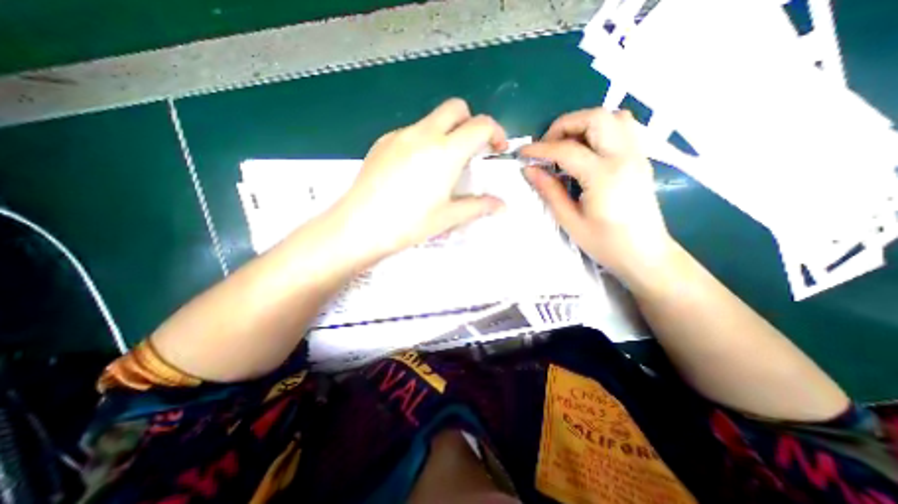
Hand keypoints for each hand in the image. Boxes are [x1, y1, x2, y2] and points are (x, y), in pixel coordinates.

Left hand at [332, 99, 506, 260]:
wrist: (359, 226)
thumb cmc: (409, 223)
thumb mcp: (448, 217)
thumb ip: (478, 206)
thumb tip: (501, 206)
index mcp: (445, 151)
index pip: (481, 125)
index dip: (496, 133)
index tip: (496, 150)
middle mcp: (424, 134)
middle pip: (456, 108)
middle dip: (470, 123)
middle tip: (470, 151)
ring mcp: (400, 135)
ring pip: (431, 119)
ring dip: (445, 133)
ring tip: (440, 166)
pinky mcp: (382, 142)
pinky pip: (410, 132)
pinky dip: (422, 141)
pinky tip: (414, 170)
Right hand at [520, 107, 673, 278]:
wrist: (645, 254)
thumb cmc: (605, 243)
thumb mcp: (570, 221)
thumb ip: (549, 191)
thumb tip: (529, 170)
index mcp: (604, 176)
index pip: (566, 150)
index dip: (540, 148)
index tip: (523, 153)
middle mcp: (624, 157)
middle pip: (595, 118)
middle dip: (564, 125)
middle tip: (547, 146)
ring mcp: (637, 154)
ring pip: (613, 116)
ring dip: (584, 124)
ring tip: (566, 145)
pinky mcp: (641, 158)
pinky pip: (623, 128)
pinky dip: (600, 129)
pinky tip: (587, 150)